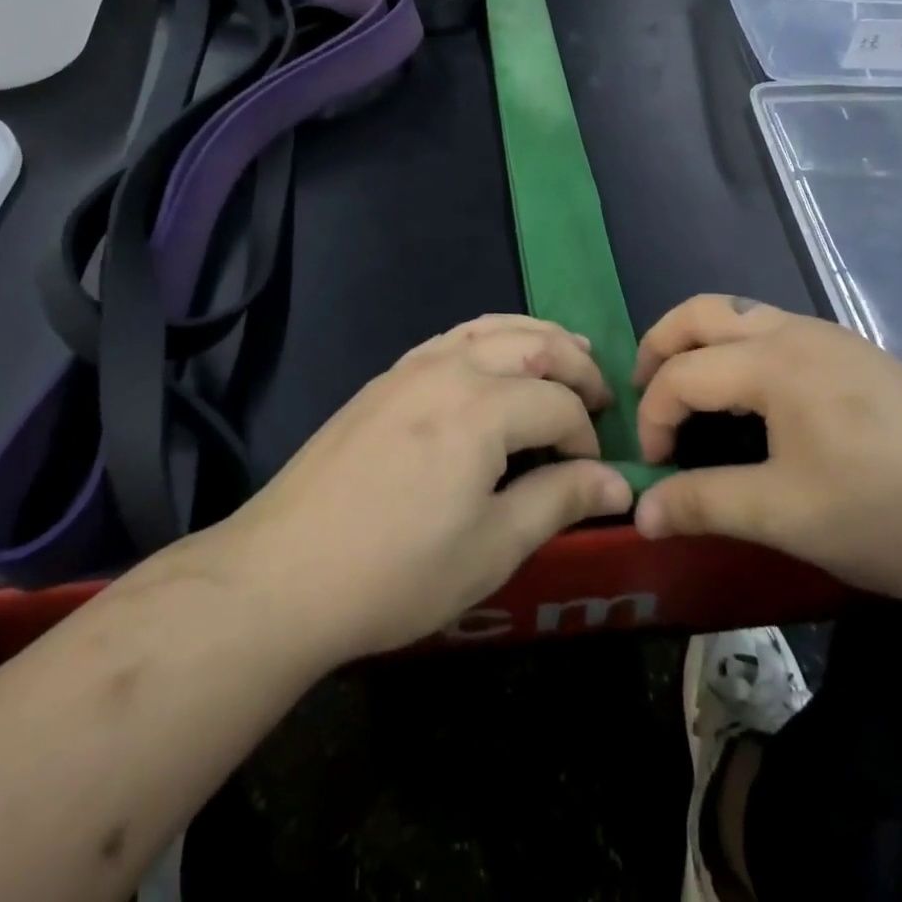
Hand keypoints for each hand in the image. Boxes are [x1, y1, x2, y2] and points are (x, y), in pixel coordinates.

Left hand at [175, 315, 632, 666]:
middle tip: (601, 399)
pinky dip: (493, 336)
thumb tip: (618, 481)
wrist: (282, 574)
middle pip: (534, 346)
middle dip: (577, 367)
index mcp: (482, 408)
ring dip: (538, 338)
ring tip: (568, 353)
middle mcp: (451, 369)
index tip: (591, 476)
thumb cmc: (396, 572)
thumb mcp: (492, 548)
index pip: (560, 404)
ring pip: (493, 328)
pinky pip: (454, 336)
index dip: (586, 437)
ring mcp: (412, 366)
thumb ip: (560, 501)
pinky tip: (497, 359)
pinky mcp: (386, 378)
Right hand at [630, 295, 901, 609]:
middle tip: (641, 395)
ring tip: (689, 395)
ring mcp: (832, 339)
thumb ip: (704, 503)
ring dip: (699, 345)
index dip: (653, 417)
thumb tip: (639, 512)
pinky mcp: (857, 357)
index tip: (653, 469)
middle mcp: (796, 332)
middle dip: (658, 347)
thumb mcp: (785, 515)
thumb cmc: (888, 513)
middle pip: (701, 312)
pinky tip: (752, 401)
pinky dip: (737, 351)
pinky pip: (774, 331)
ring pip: (740, 316)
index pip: (681, 373)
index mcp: (773, 361)